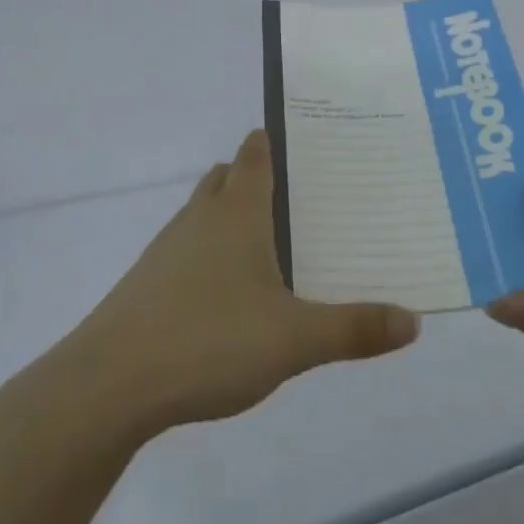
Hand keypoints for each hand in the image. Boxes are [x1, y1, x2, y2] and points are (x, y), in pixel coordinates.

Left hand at [60, 130, 419, 436]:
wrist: (109, 385)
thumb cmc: (209, 341)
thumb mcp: (295, 340)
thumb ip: (354, 329)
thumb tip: (414, 322)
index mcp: (237, 214)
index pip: (255, 157)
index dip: (271, 142)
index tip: (295, 138)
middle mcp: (200, 219)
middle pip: (224, 179)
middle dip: (250, 177)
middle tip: (291, 194)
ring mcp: (165, 251)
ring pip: (200, 215)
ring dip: (226, 217)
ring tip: (263, 245)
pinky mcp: (144, 285)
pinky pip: (183, 253)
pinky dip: (205, 257)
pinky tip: (223, 298)